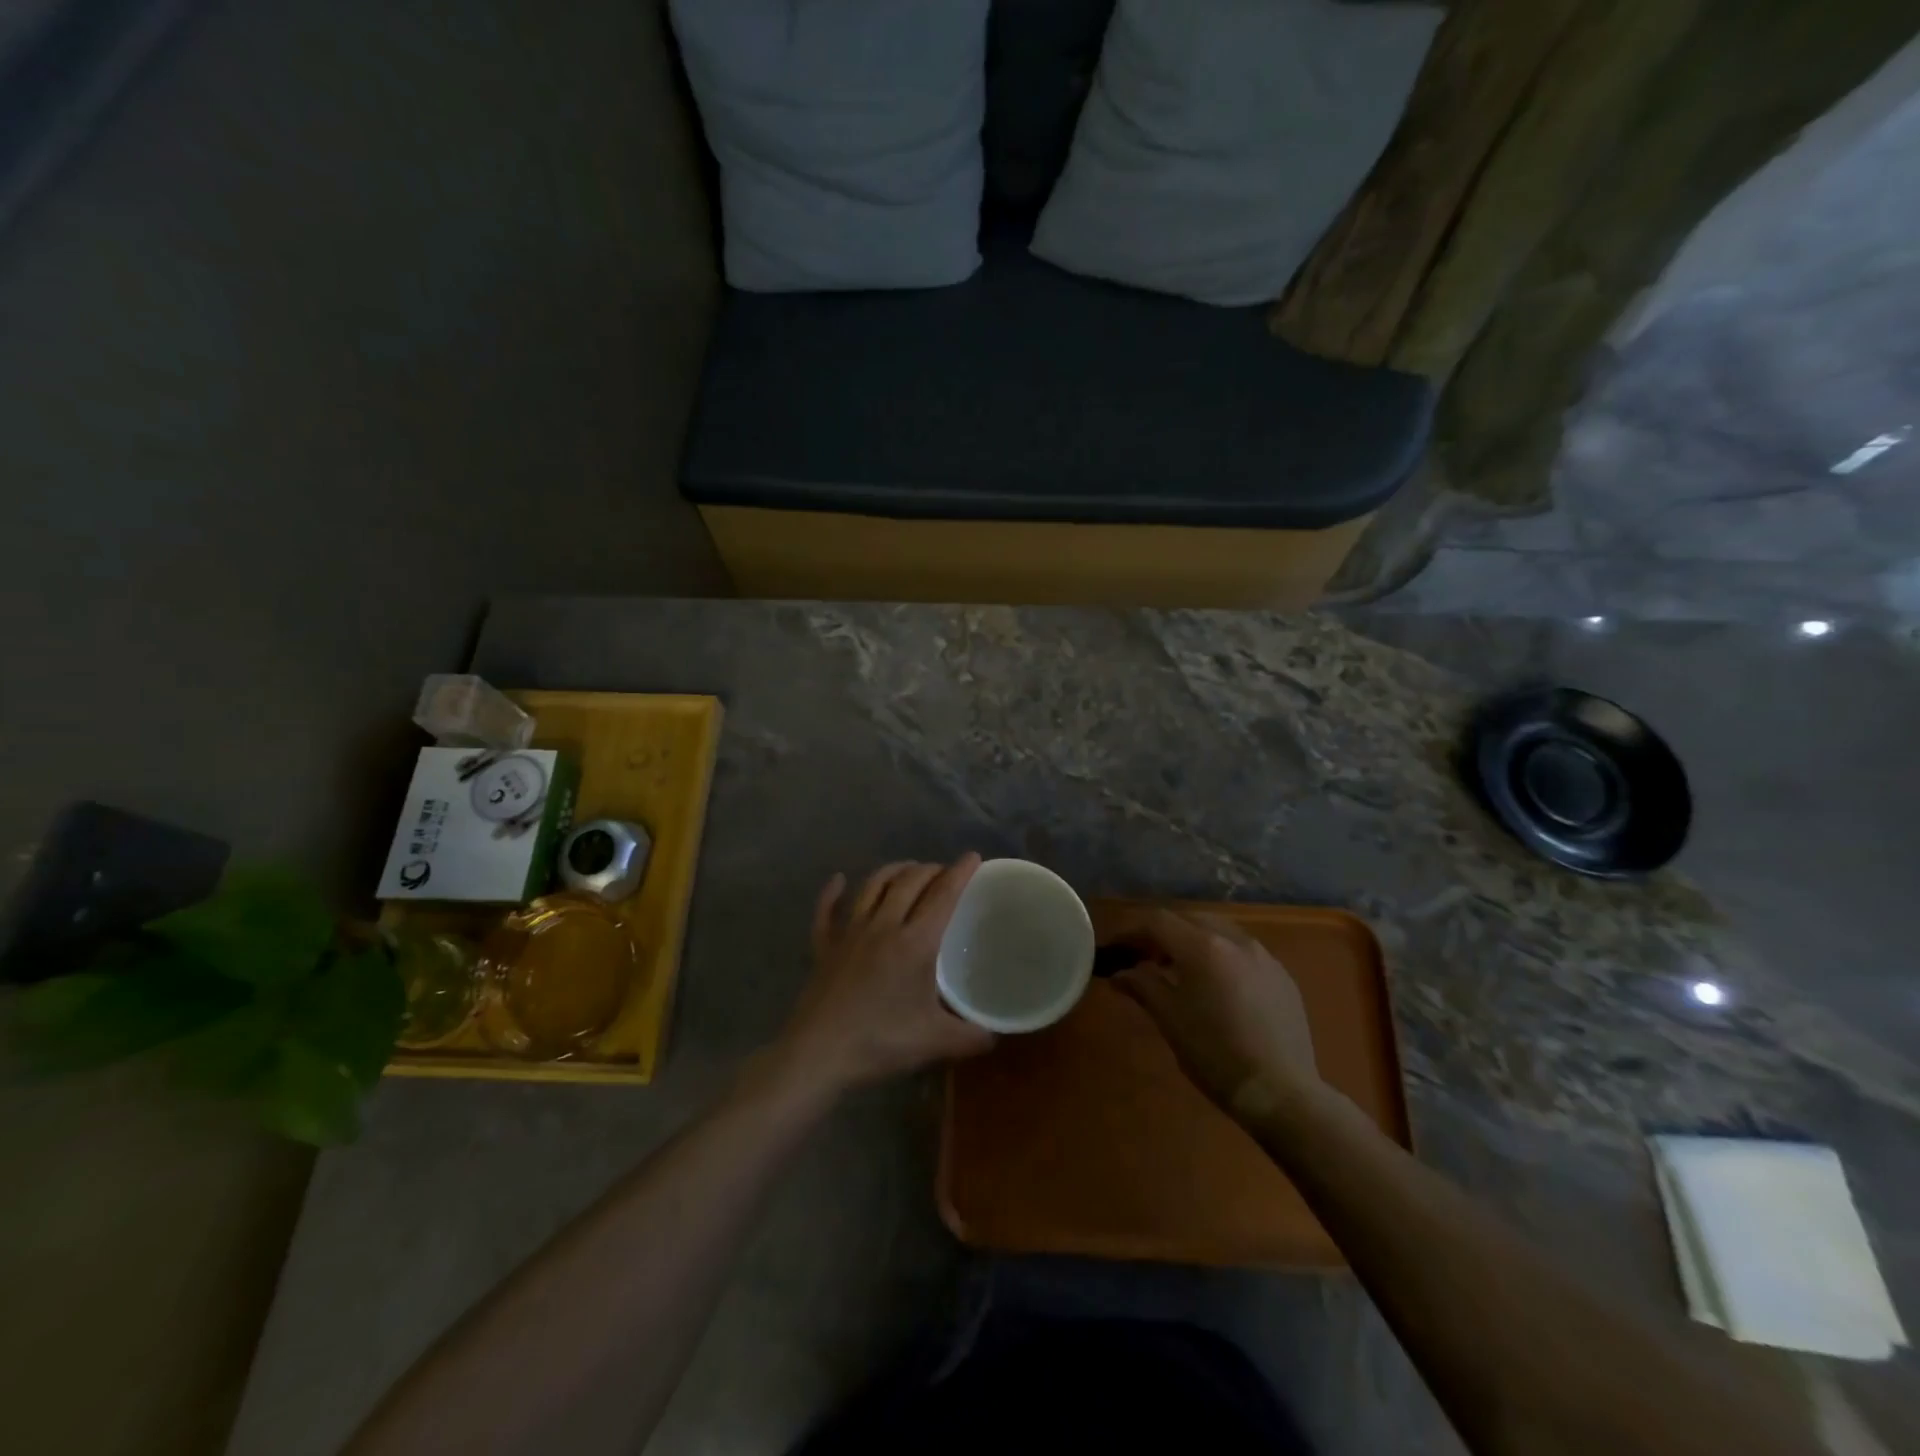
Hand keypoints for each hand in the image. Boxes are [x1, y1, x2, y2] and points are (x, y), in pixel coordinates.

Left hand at [771, 854, 994, 1100]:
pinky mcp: (824, 947)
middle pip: (909, 882)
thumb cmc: (881, 1042)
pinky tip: (838, 880)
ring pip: (872, 886)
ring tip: (907, 869)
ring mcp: (849, 933)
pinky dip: (832, 892)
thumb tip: (994, 1036)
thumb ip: (970, 1037)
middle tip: (944, 872)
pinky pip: (827, 910)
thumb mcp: (935, 1042)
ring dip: (893, 871)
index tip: (972, 857)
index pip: (942, 896)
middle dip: (930, 869)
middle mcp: (883, 926)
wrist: (819, 1054)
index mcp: (915, 942)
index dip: (959, 873)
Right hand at [1113, 909, 1320, 1116]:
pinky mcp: (1282, 976)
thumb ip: (1142, 986)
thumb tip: (1119, 973)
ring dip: (1192, 941)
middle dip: (1162, 933)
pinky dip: (1221, 955)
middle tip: (1143, 958)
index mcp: (1202, 947)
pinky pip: (1243, 951)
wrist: (1281, 1092)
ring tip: (1179, 969)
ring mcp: (1263, 956)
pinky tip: (1216, 985)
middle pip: (1189, 919)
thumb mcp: (1170, 1019)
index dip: (1131, 931)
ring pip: (1219, 931)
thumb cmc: (1215, 1054)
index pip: (1157, 921)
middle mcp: (1234, 940)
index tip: (1114, 948)